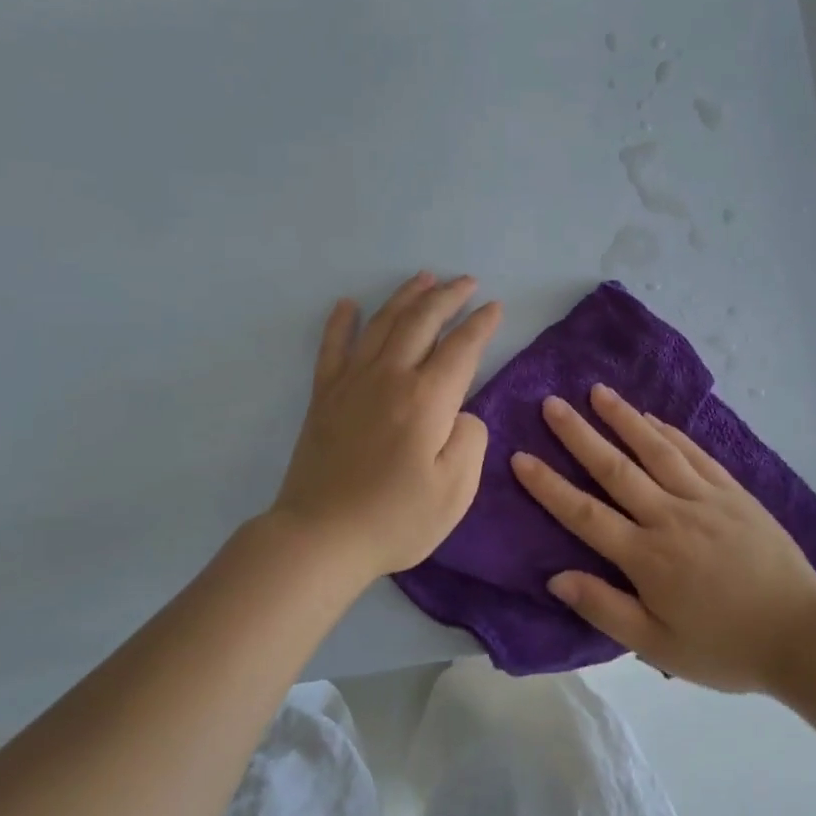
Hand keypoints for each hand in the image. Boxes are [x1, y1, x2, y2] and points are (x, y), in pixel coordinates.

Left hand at [270, 272, 502, 582]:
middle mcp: (390, 377)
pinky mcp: (324, 396)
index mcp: (427, 399)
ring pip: (382, 324)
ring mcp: (352, 382)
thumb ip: (470, 440)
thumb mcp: (456, 491)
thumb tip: (461, 411)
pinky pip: (333, 347)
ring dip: (406, 297)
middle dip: (448, 296)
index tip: (495, 307)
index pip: (461, 348)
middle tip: (466, 282)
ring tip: (424, 277)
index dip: (481, 324)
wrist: (320, 537)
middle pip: (422, 322)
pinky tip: (348, 304)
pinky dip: (341, 322)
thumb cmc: (395, 518)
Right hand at [510, 383, 815, 691]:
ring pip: (655, 450)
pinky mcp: (732, 492)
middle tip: (551, 403)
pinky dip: (669, 432)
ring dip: (623, 418)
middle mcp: (670, 517)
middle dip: (579, 435)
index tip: (520, 457)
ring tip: (597, 392)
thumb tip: (556, 577)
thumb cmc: (724, 646)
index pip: (585, 514)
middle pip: (615, 469)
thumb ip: (605, 609)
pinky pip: (694, 453)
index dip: (549, 486)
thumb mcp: (658, 646)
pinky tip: (651, 417)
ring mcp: (704, 499)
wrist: (801, 634)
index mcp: (647, 557)